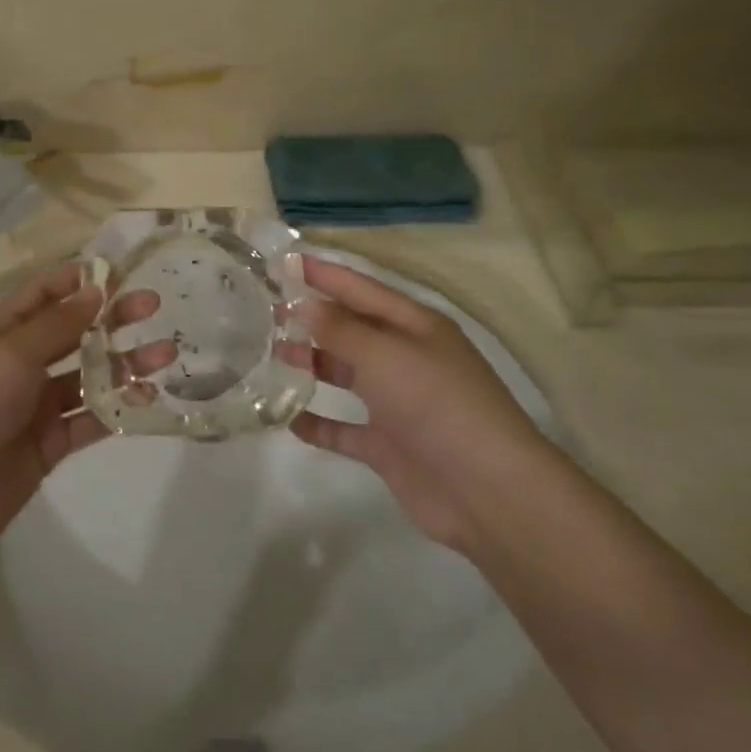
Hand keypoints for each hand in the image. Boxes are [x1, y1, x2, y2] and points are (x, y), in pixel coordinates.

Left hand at [0, 266, 158, 556]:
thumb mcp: (10, 354)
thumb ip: (57, 324)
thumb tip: (95, 290)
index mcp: (2, 334)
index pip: (42, 294)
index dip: (78, 280)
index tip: (120, 272)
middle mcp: (20, 365)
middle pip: (74, 333)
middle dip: (112, 319)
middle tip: (154, 307)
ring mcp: (36, 407)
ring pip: (89, 377)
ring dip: (125, 365)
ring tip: (165, 356)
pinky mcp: (50, 445)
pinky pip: (90, 420)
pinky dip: (117, 409)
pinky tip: (147, 400)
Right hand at [290, 256, 545, 553]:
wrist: (486, 490)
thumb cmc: (436, 404)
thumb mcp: (385, 354)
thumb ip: (340, 329)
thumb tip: (303, 303)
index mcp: (414, 326)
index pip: (361, 289)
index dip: (324, 274)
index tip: (283, 261)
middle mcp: (405, 358)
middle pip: (351, 329)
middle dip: (311, 318)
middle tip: (264, 312)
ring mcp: (397, 403)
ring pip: (345, 374)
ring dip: (310, 364)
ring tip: (269, 355)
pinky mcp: (388, 445)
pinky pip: (343, 428)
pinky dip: (318, 423)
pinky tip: (287, 418)